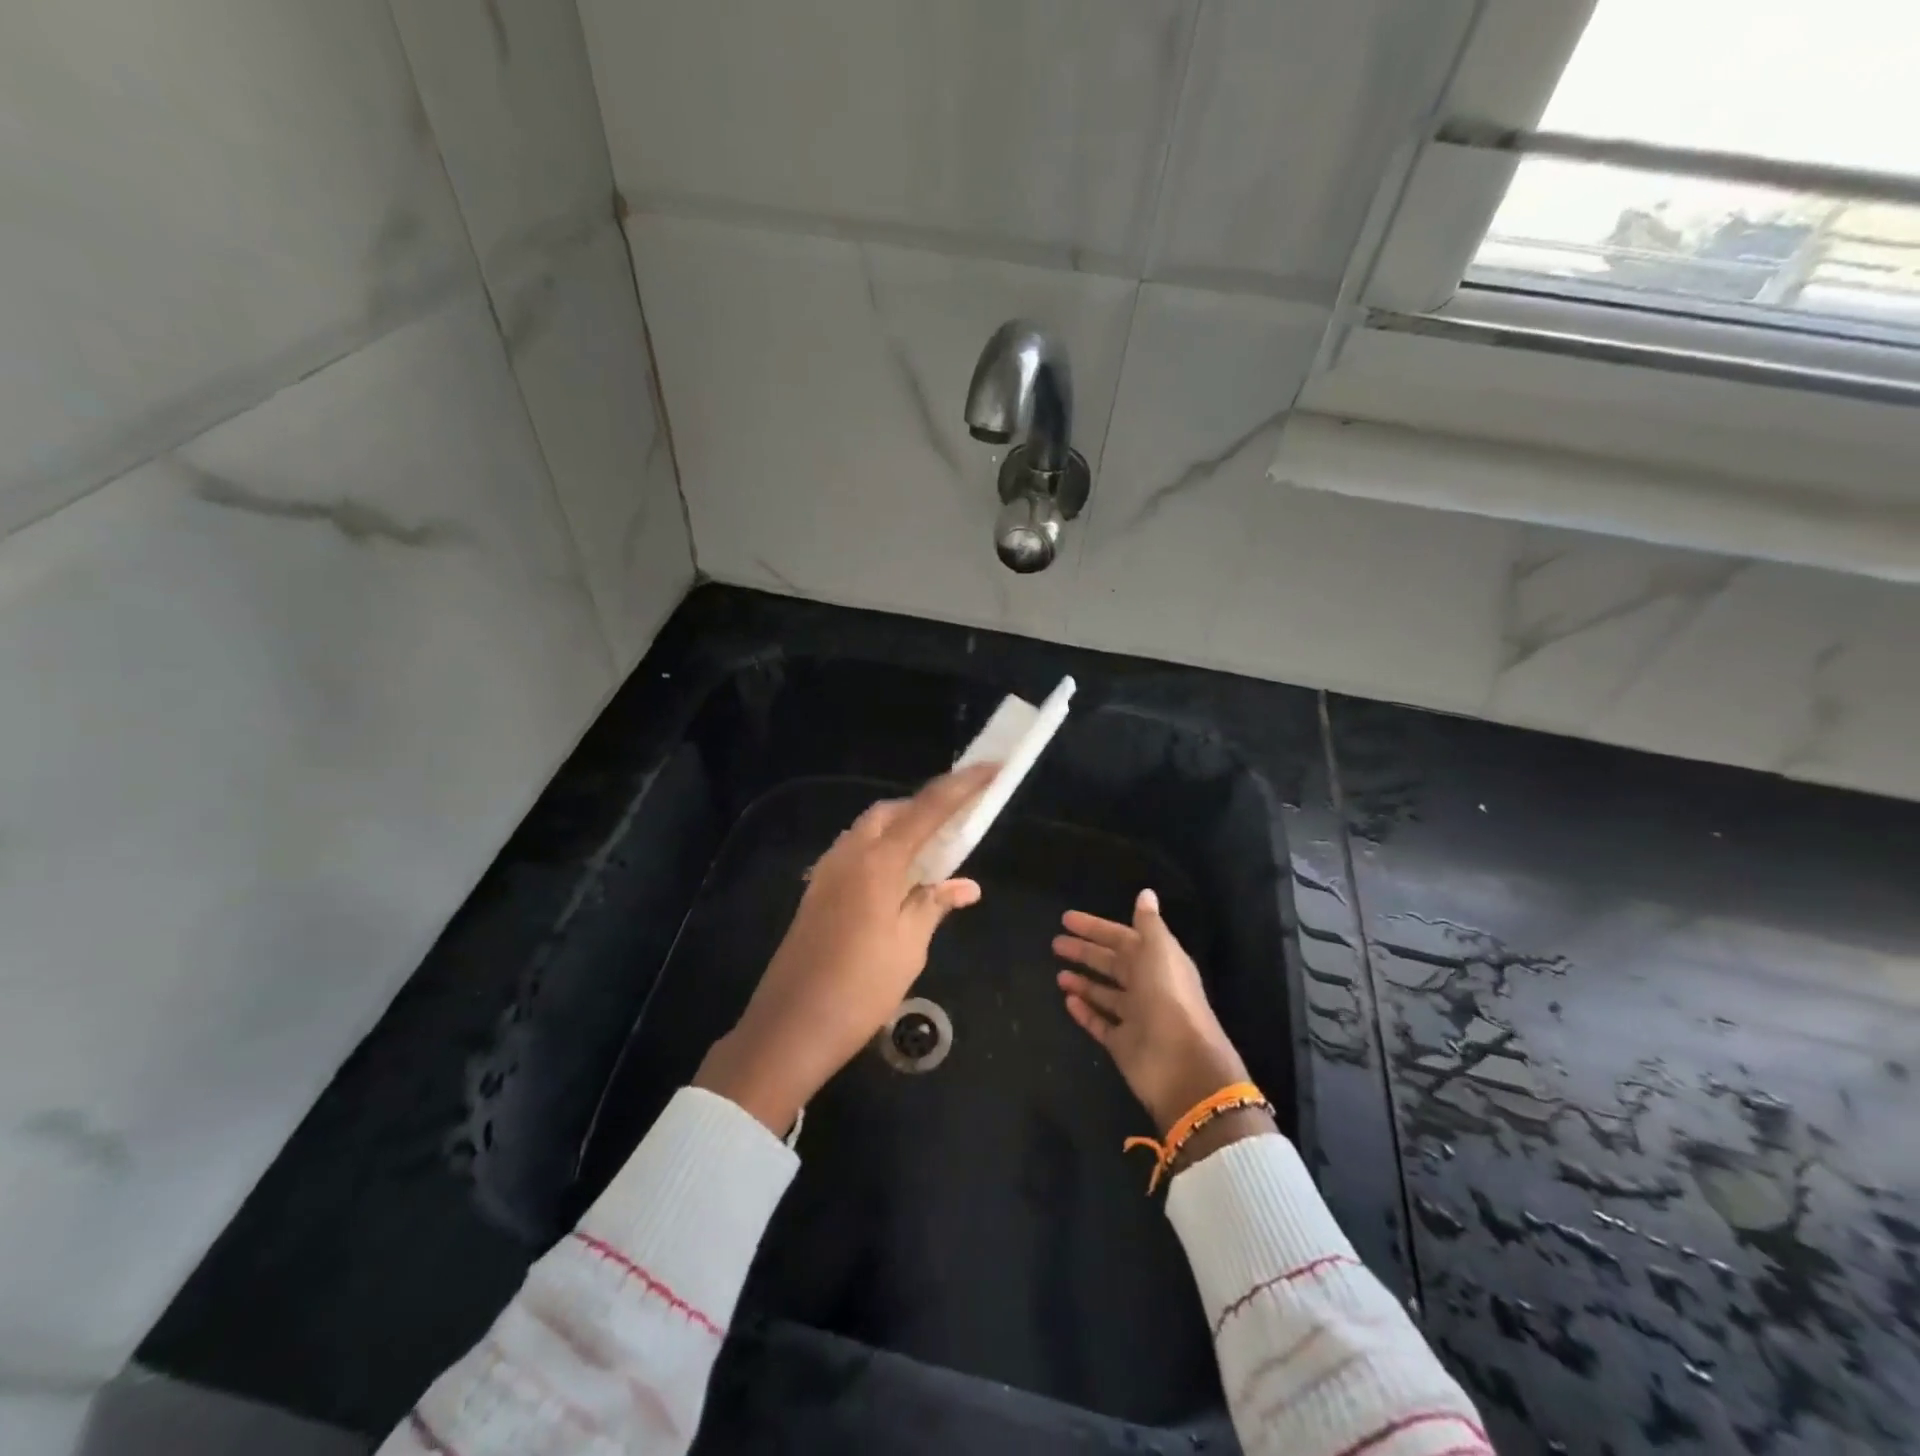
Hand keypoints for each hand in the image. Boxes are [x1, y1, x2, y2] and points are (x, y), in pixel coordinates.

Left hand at [696, 763, 996, 1133]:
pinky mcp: (817, 891)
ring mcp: (827, 871)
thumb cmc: (860, 987)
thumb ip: (935, 905)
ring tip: (934, 850)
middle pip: (892, 811)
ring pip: (870, 829)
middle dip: (926, 806)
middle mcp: (849, 853)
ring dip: (902, 827)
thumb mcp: (909, 946)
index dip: (962, 785)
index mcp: (878, 861)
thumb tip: (965, 885)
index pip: (929, 809)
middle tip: (958, 821)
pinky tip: (898, 879)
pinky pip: (856, 851)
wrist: (790, 1027)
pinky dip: (883, 849)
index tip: (990, 768)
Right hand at [1055, 889, 1273, 1161]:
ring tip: (1059, 975)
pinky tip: (1067, 1001)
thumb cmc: (1168, 998)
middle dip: (1085, 952)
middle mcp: (1147, 986)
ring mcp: (1135, 1017)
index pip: (1122, 937)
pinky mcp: (1124, 1044)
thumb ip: (1148, 924)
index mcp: (1158, 961)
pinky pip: (1100, 1023)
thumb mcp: (1159, 951)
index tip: (1067, 919)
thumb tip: (1146, 893)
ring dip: (1083, 982)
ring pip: (1105, 993)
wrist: (1183, 1065)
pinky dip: (1085, 1012)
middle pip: (1112, 964)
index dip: (1096, 928)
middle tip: (1055, 944)